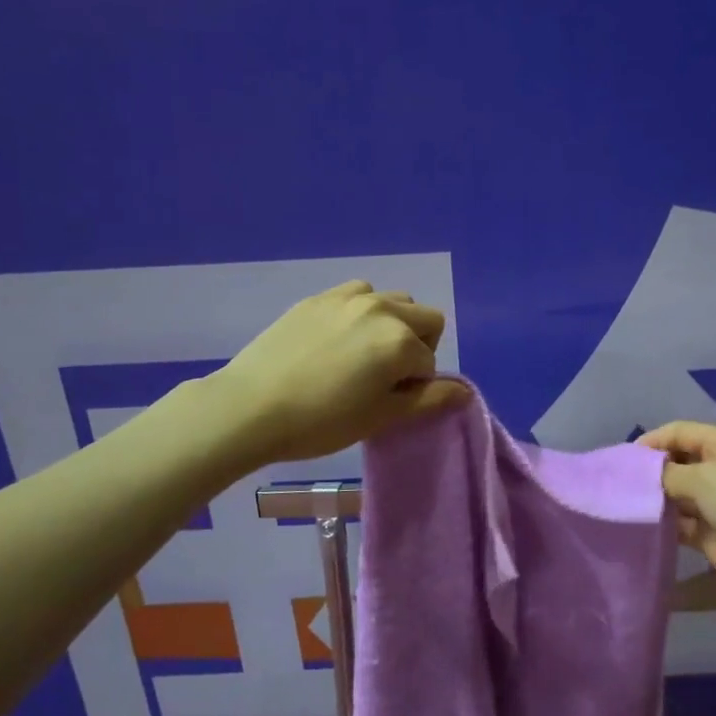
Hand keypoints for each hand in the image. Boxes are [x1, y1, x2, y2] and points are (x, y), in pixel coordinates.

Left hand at [214, 281, 465, 466]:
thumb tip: (465, 391)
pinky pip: (358, 294)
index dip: (418, 385)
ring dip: (393, 323)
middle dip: (418, 345)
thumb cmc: (322, 421)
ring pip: (393, 300)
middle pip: (425, 318)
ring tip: (364, 354)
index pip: (430, 362)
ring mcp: (347, 298)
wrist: (250, 407)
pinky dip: (363, 311)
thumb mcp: (380, 417)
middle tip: (387, 376)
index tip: (391, 402)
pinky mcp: (318, 298)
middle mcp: (381, 309)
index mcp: (401, 341)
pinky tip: (338, 338)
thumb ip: (428, 400)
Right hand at [638, 422, 715, 613]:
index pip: (680, 432)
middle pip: (677, 463)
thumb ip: (667, 474)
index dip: (652, 442)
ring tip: (622, 506)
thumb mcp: (705, 478)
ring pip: (677, 495)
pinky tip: (641, 528)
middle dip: (650, 472)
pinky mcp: (714, 535)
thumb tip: (642, 476)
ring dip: (655, 500)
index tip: (622, 460)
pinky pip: (682, 524)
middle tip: (618, 485)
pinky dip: (664, 525)